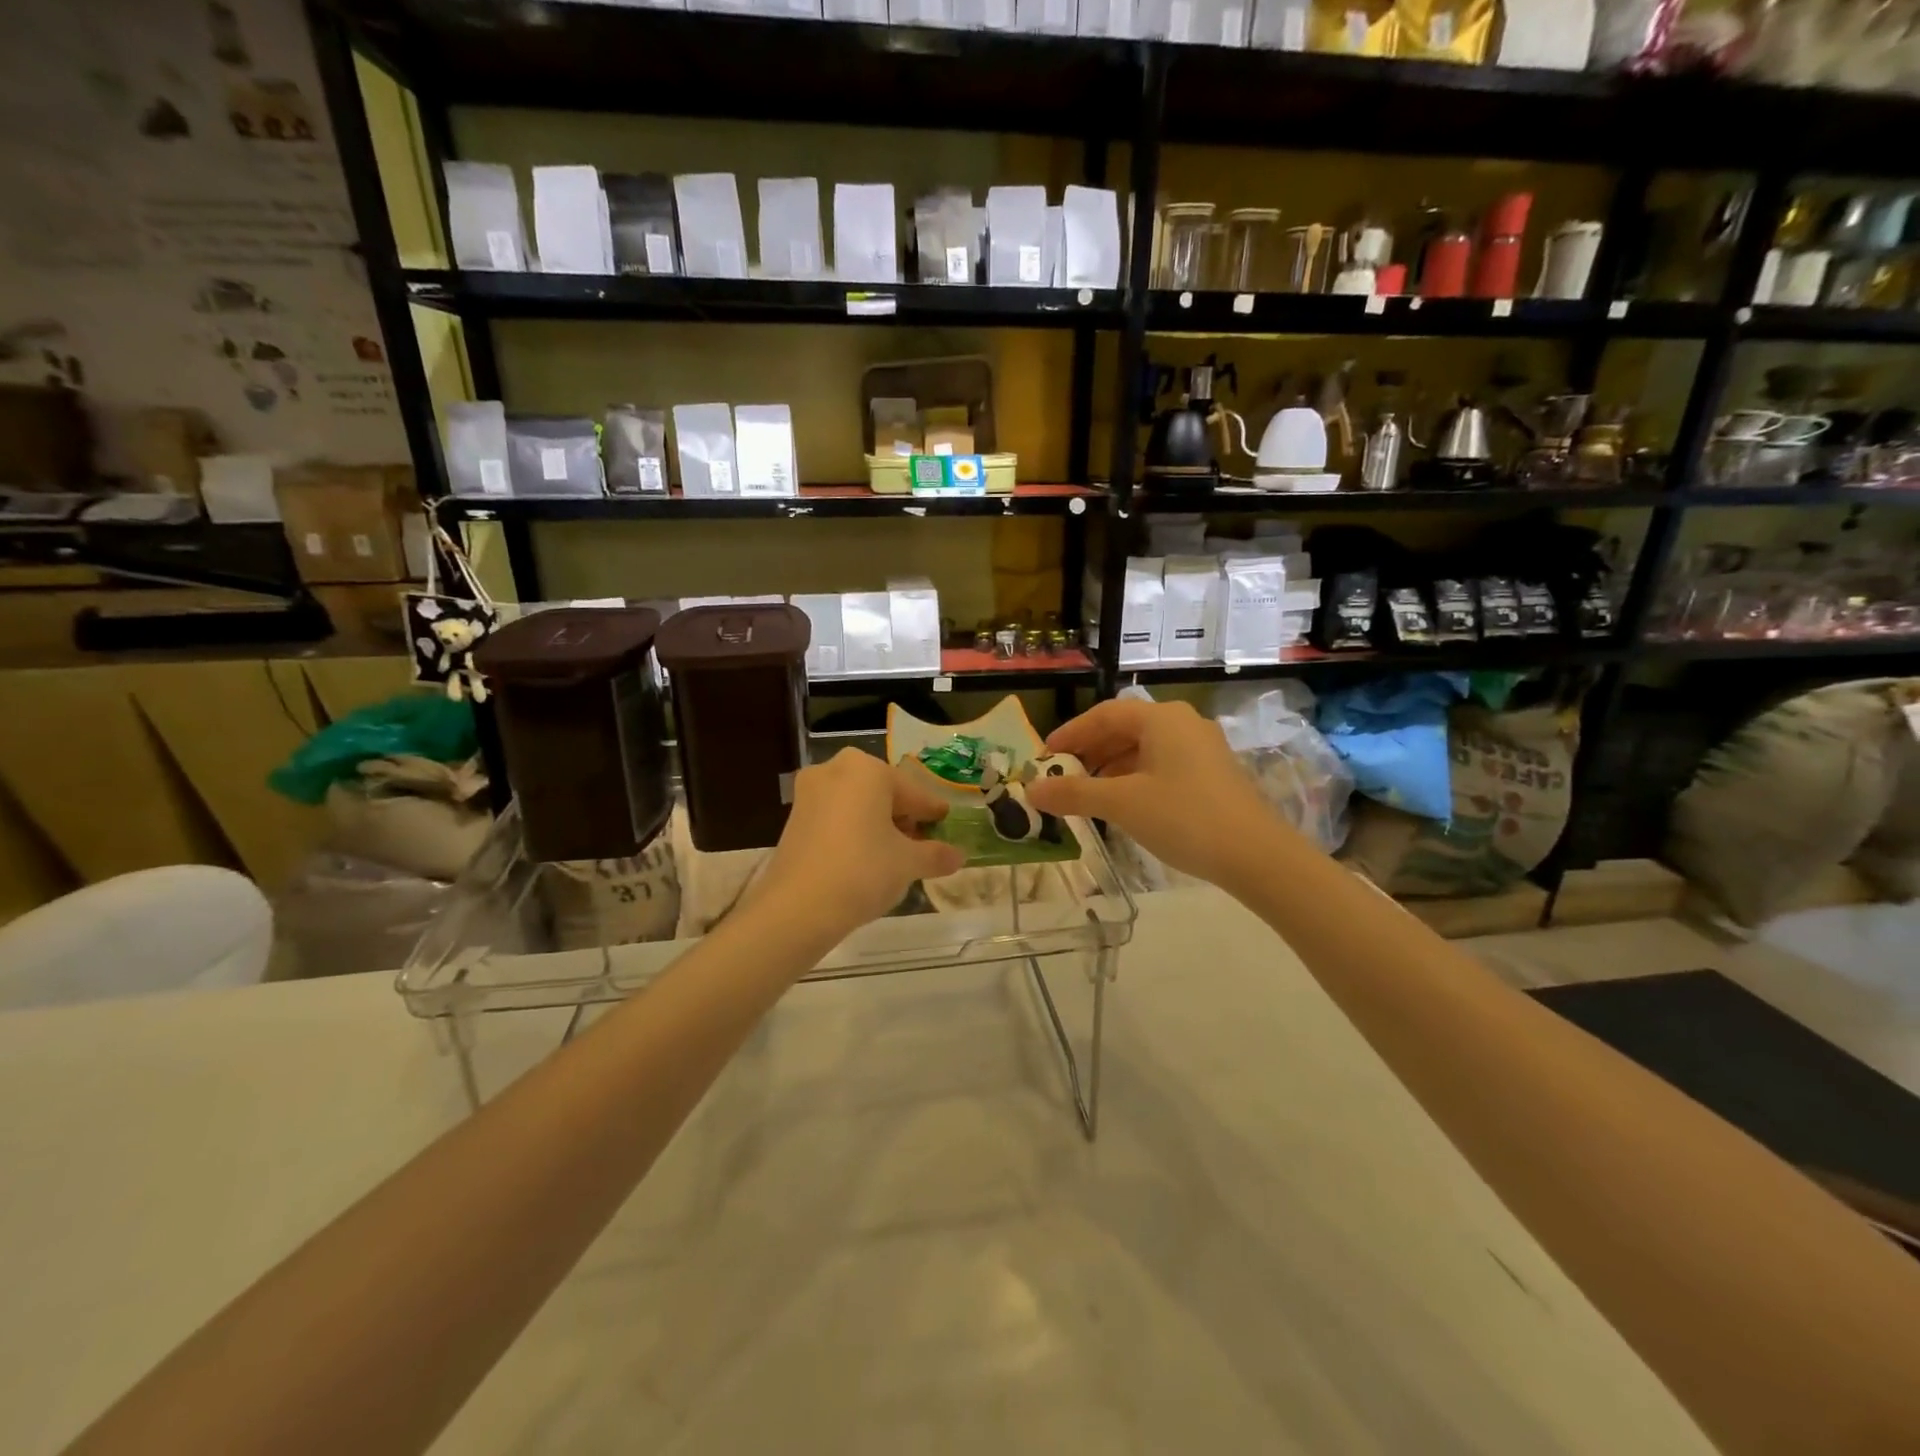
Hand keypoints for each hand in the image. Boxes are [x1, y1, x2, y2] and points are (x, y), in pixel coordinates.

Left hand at [756, 749, 965, 935]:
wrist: (797, 908)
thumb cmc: (863, 871)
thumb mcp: (908, 863)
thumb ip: (936, 855)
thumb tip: (959, 856)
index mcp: (867, 769)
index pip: (912, 792)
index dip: (931, 811)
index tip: (945, 821)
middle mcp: (835, 770)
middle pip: (882, 793)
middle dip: (902, 816)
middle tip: (921, 841)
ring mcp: (809, 793)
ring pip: (856, 805)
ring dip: (877, 824)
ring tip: (895, 854)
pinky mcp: (793, 819)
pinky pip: (835, 818)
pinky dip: (853, 832)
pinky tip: (865, 859)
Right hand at [1025, 698, 1294, 888]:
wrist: (1255, 855)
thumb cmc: (1183, 817)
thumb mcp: (1121, 804)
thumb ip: (1074, 793)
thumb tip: (1031, 790)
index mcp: (1161, 718)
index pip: (1104, 715)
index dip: (1071, 733)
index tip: (1045, 756)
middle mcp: (1183, 723)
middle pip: (1125, 728)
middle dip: (1090, 751)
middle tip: (1063, 775)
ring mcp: (1202, 748)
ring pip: (1145, 748)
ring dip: (1112, 766)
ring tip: (1088, 793)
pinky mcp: (1213, 773)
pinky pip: (1163, 764)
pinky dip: (1136, 777)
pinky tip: (1125, 804)